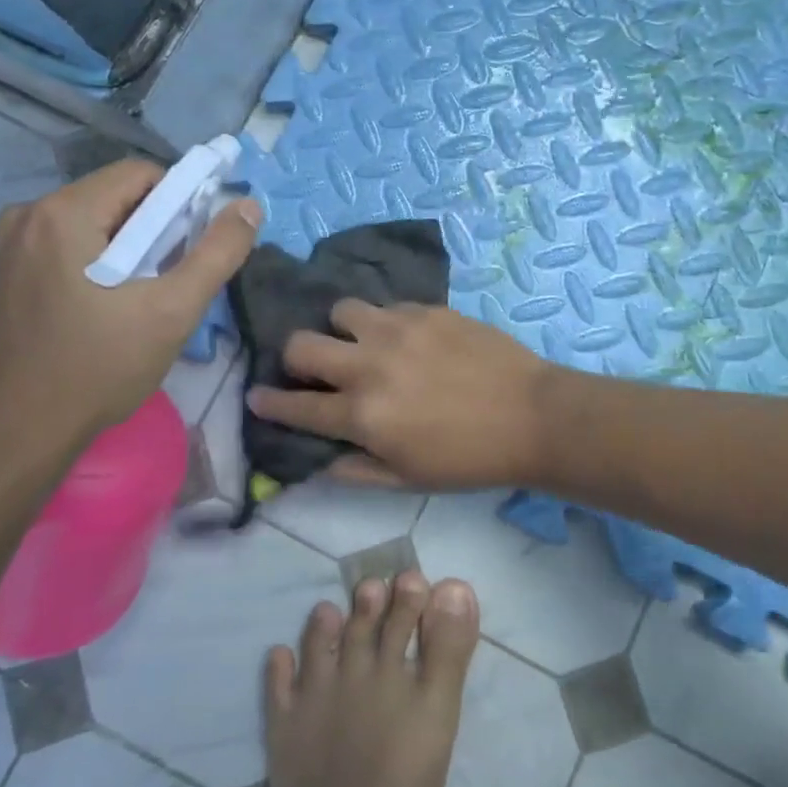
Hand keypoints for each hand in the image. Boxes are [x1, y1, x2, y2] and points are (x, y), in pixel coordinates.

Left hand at [0, 159, 259, 486]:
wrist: (20, 433)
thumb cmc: (98, 368)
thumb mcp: (173, 310)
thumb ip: (217, 252)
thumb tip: (248, 206)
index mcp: (62, 212)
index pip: (141, 174)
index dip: (183, 201)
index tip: (199, 245)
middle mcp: (29, 214)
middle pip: (118, 196)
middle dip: (159, 227)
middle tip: (178, 276)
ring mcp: (13, 243)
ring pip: (97, 220)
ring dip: (134, 245)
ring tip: (150, 294)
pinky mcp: (10, 270)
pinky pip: (73, 242)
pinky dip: (105, 258)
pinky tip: (115, 302)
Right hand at [248, 300, 554, 490]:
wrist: (531, 415)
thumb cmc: (468, 459)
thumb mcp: (407, 480)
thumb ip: (354, 469)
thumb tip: (316, 459)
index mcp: (362, 415)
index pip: (295, 405)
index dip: (269, 402)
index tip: (256, 396)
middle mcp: (369, 365)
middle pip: (302, 344)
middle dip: (295, 357)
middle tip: (312, 367)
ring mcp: (398, 329)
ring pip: (342, 311)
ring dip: (342, 330)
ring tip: (363, 343)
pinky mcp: (426, 309)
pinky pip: (386, 306)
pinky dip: (384, 323)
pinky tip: (405, 338)